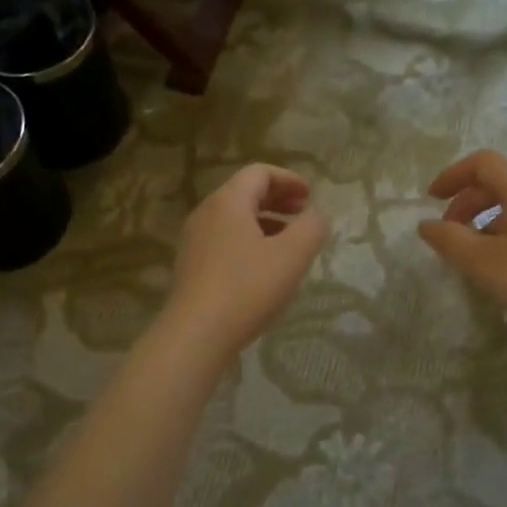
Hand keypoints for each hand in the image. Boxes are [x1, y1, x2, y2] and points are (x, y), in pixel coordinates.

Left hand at [163, 164, 327, 359]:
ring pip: (234, 219)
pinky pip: (224, 241)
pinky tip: (264, 269)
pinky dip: (249, 242)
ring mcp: (194, 241)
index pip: (259, 172)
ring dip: (265, 223)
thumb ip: (312, 227)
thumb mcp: (293, 255)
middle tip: (303, 214)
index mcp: (228, 201)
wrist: (196, 334)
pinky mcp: (191, 267)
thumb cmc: (247, 288)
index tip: (310, 197)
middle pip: (244, 193)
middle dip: (277, 199)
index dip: (289, 179)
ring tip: (289, 243)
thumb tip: (315, 215)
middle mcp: (206, 214)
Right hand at [418, 149, 506, 350]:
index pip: (482, 162)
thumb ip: (449, 240)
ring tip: (478, 253)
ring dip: (490, 218)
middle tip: (450, 232)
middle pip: (501, 180)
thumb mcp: (484, 263)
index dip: (452, 175)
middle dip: (468, 202)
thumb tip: (426, 224)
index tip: (431, 199)